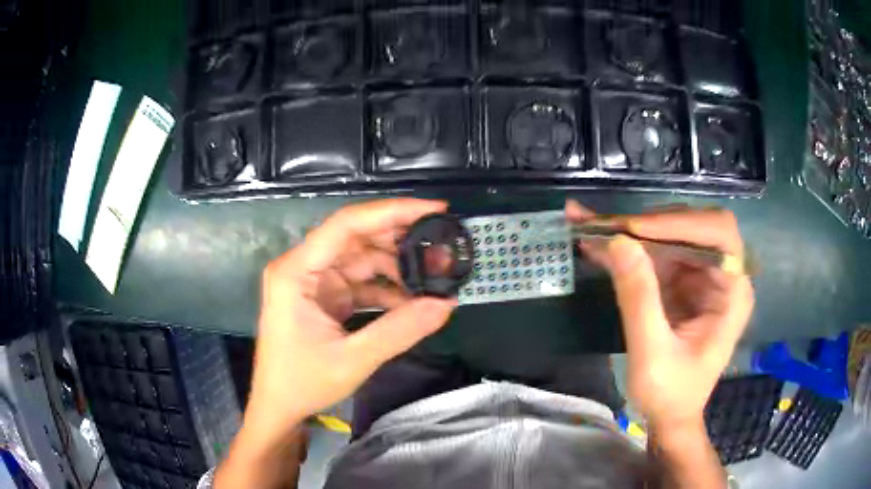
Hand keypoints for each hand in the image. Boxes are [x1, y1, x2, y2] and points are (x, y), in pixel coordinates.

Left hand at [246, 199, 457, 436]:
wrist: (279, 407)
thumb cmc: (301, 383)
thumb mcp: (352, 360)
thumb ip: (400, 331)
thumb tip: (446, 304)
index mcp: (296, 271)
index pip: (347, 224)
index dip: (391, 211)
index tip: (433, 209)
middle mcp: (303, 267)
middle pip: (357, 237)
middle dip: (400, 240)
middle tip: (442, 246)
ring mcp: (314, 282)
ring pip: (362, 259)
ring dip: (397, 267)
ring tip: (434, 276)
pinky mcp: (324, 296)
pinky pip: (360, 282)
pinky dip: (387, 289)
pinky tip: (413, 300)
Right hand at [566, 201, 753, 430]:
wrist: (669, 417)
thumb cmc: (670, 395)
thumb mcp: (652, 355)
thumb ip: (639, 299)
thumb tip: (617, 241)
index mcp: (733, 293)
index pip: (719, 234)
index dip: (679, 223)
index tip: (634, 230)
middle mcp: (722, 276)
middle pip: (692, 227)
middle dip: (649, 225)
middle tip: (605, 227)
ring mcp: (702, 276)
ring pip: (670, 235)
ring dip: (630, 231)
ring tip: (589, 225)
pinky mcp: (682, 281)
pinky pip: (656, 253)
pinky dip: (627, 247)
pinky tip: (597, 240)